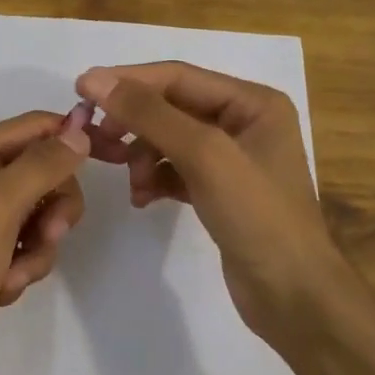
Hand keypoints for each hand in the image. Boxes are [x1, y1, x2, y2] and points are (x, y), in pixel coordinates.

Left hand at [0, 111, 90, 374]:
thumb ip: (40, 166)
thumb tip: (80, 128)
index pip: (38, 126)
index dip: (75, 138)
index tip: (114, 159)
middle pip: (44, 170)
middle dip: (51, 209)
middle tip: (47, 237)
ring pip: (39, 212)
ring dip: (37, 247)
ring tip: (13, 275)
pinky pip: (24, 243)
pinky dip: (22, 266)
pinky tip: (1, 288)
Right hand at [75, 62, 355, 351]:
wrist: (293, 297)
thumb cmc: (258, 216)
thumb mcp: (205, 156)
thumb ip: (151, 115)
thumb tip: (95, 80)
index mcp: (253, 102)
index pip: (179, 77)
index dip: (129, 81)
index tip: (81, 90)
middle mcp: (245, 122)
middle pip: (172, 107)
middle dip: (135, 124)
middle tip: (98, 141)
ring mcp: (233, 159)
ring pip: (170, 140)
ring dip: (143, 157)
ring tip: (132, 184)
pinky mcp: (220, 191)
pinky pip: (176, 170)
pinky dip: (155, 179)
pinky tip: (143, 199)